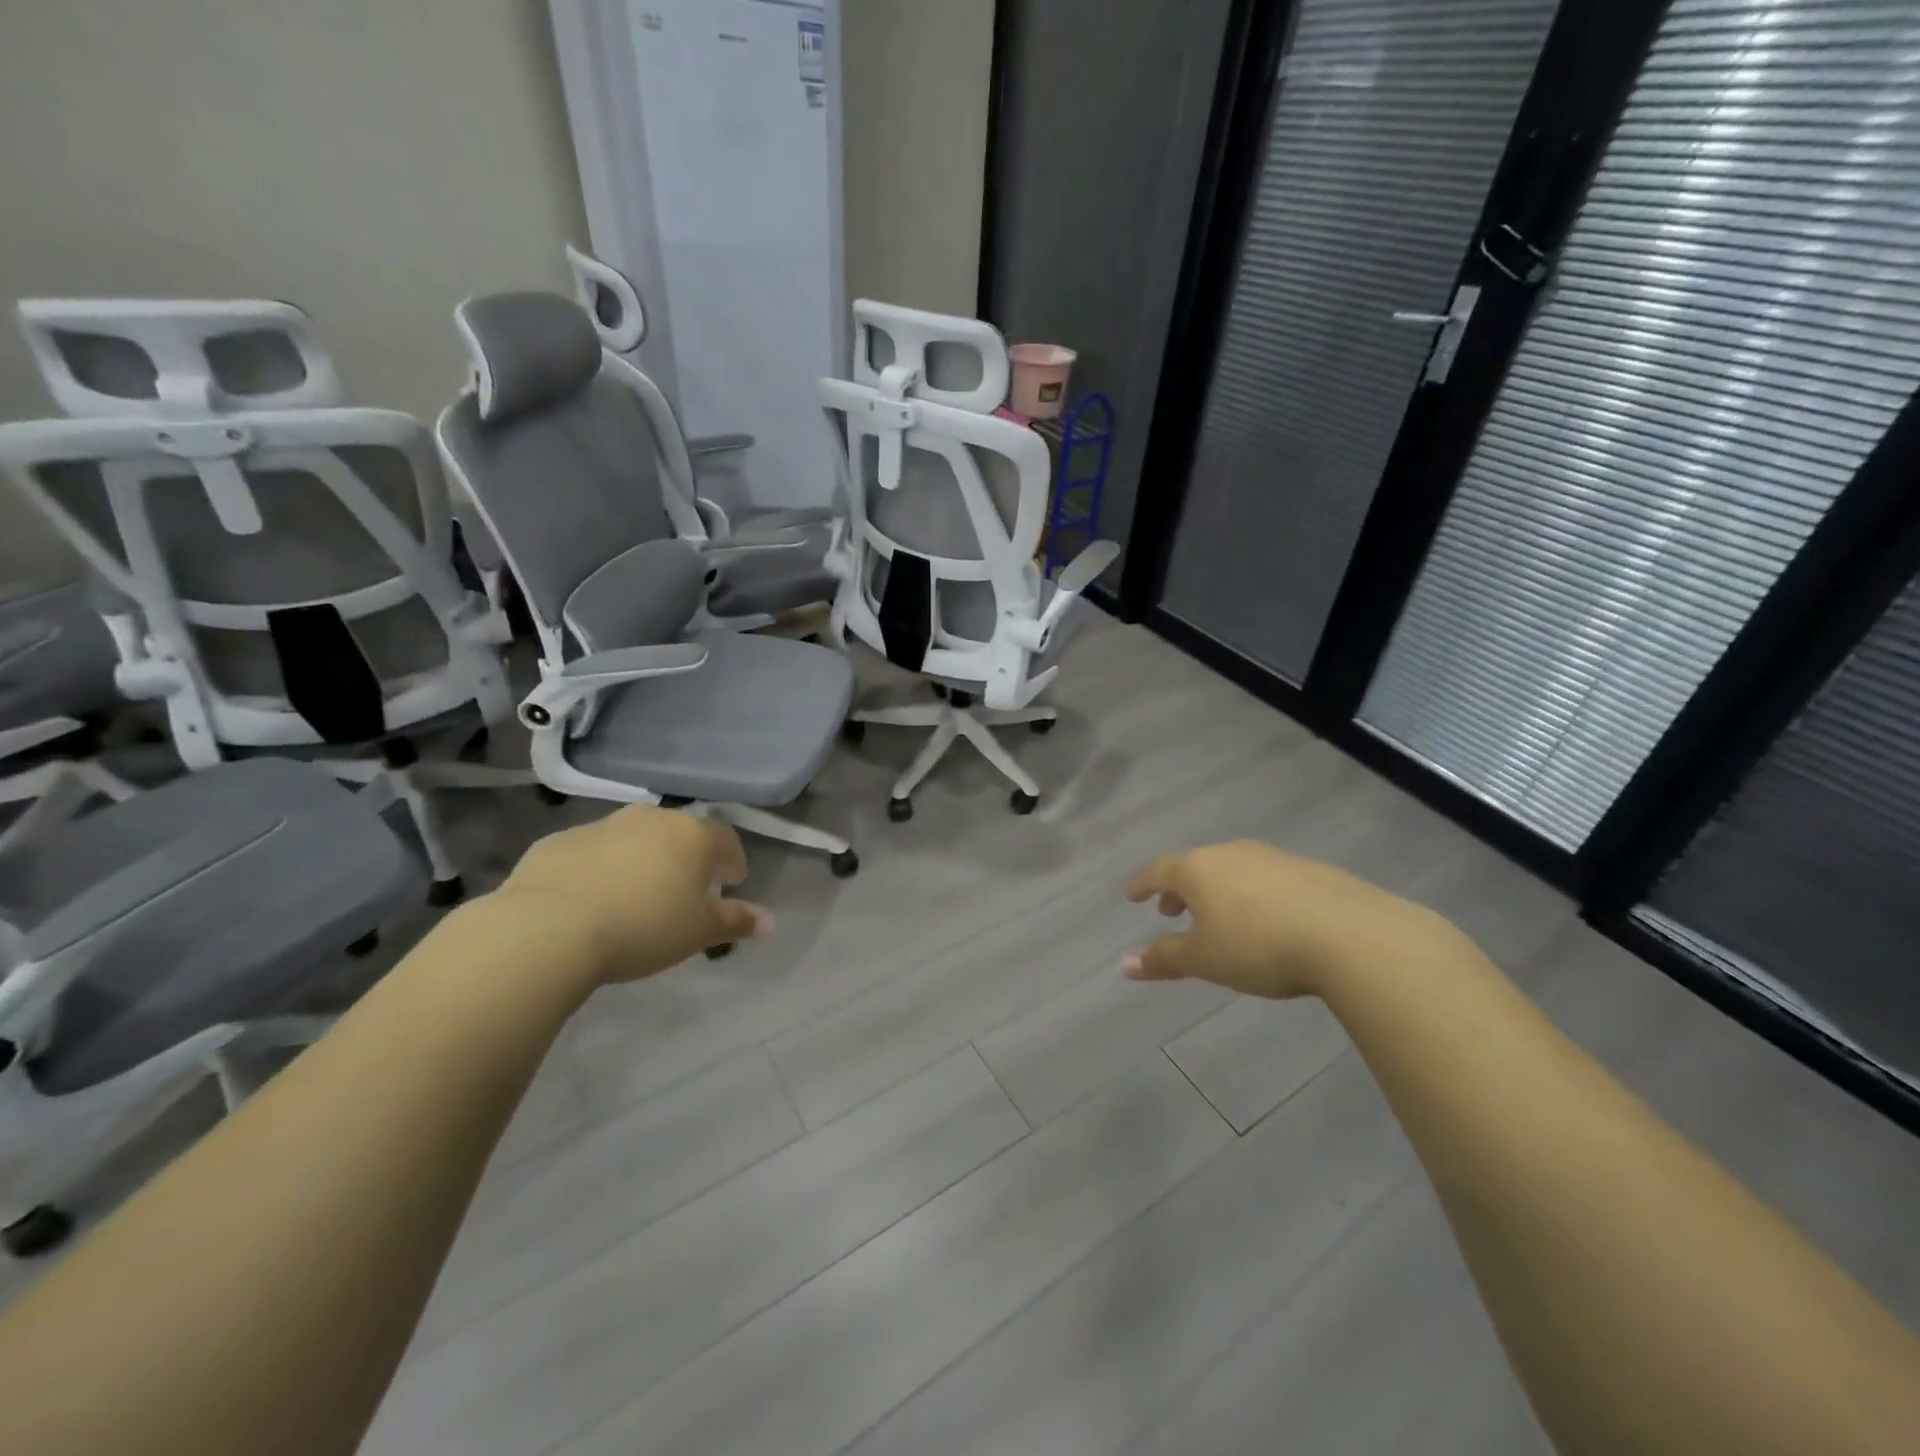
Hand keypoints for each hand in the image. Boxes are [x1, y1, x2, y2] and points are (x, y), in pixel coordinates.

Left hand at [491, 806, 770, 984]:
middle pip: (680, 835)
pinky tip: (591, 901)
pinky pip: (591, 853)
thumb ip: (737, 921)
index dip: (733, 864)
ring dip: (642, 861)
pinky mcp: (558, 841)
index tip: (730, 887)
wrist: (548, 929)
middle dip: (687, 860)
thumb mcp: (699, 932)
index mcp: (692, 834)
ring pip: (634, 840)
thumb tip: (769, 922)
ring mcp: (601, 826)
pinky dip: (600, 869)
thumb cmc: (643, 927)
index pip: (726, 841)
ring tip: (635, 899)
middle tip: (683, 894)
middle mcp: (650, 818)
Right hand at [1123, 840, 1462, 999]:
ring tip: (1219, 917)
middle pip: (1195, 866)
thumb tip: (1124, 964)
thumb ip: (1164, 958)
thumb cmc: (1260, 946)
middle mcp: (1231, 853)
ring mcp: (1273, 858)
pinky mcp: (1310, 870)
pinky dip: (1252, 895)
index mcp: (1198, 869)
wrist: (1352, 935)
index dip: (1142, 884)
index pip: (1158, 869)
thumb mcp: (1205, 959)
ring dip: (1217, 891)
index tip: (1132, 895)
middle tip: (1172, 911)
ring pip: (1232, 870)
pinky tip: (1267, 920)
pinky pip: (1266, 879)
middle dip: (1179, 889)